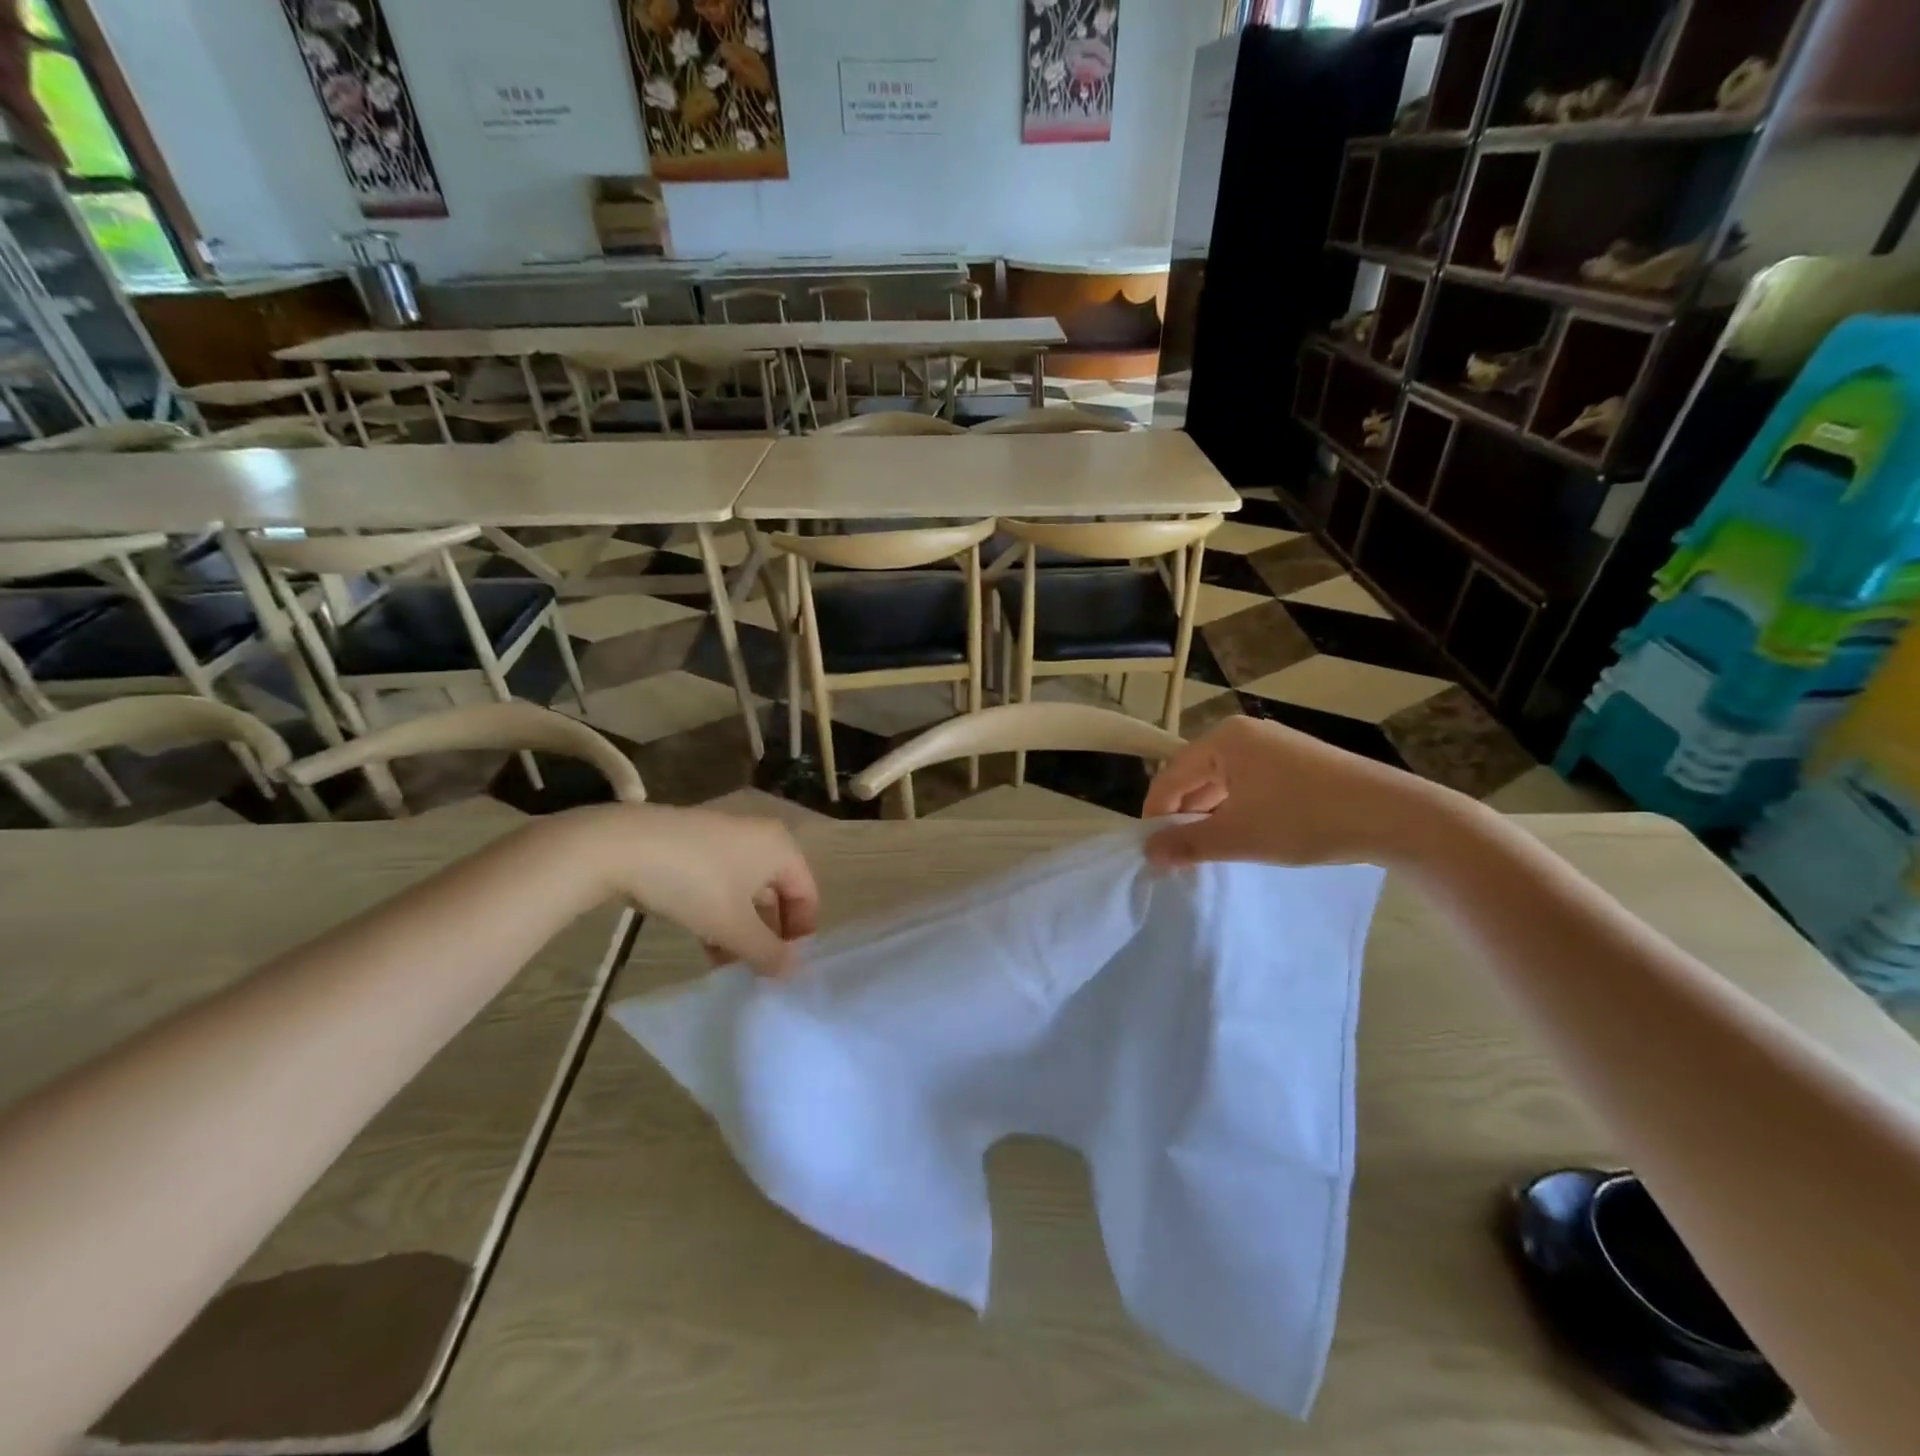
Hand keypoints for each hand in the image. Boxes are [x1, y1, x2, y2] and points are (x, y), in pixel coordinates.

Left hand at [565, 804, 819, 974]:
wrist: (620, 847)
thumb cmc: (694, 882)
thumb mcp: (733, 925)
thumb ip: (768, 952)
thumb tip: (794, 972)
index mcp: (780, 848)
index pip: (807, 895)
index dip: (800, 934)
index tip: (784, 969)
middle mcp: (759, 838)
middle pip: (777, 894)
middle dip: (768, 935)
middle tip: (756, 972)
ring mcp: (725, 840)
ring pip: (746, 893)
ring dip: (742, 931)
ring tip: (729, 968)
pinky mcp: (695, 847)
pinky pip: (721, 885)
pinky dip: (720, 914)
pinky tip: (706, 944)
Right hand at [1143, 715, 1455, 868]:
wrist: (1394, 816)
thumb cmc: (1304, 820)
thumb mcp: (1237, 837)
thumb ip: (1186, 844)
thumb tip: (1148, 853)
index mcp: (1223, 739)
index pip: (1171, 776)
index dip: (1156, 814)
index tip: (1151, 850)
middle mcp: (1245, 733)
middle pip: (1196, 775)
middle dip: (1185, 815)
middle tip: (1180, 854)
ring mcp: (1275, 744)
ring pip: (1225, 781)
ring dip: (1212, 814)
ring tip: (1212, 849)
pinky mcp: (1299, 760)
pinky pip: (1251, 782)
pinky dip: (1240, 808)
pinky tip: (1248, 834)